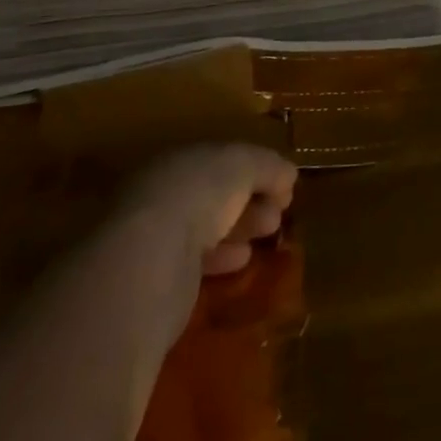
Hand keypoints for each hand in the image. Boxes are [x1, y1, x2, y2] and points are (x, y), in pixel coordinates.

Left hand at [106, 143, 297, 348]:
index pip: (220, 159)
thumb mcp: (244, 164)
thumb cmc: (199, 193)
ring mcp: (157, 238)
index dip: (254, 168)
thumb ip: (268, 166)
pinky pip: (198, 262)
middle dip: (251, 198)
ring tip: (271, 231)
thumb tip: (289, 174)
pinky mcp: (158, 281)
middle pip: (214, 194)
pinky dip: (223, 258)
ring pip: (207, 227)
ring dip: (241, 227)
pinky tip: (244, 259)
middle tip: (281, 210)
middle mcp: (163, 194)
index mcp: (178, 159)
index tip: (283, 182)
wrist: (151, 260)